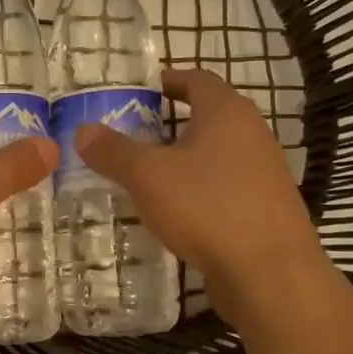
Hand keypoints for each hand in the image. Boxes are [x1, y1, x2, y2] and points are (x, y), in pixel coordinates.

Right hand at [75, 69, 323, 320]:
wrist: (270, 274)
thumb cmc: (207, 207)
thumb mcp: (147, 175)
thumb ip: (113, 151)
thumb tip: (82, 130)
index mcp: (226, 112)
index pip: (197, 79)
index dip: (170, 80)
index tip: (144, 89)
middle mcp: (251, 135)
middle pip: (208, 116)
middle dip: (172, 122)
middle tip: (133, 134)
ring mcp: (263, 174)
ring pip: (217, 154)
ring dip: (185, 159)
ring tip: (148, 174)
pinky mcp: (265, 209)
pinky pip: (225, 187)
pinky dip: (199, 189)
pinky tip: (176, 211)